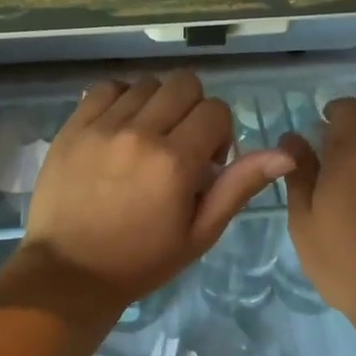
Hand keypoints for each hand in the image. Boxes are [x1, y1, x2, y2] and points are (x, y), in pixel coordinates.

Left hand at [20, 70, 294, 311]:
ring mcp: (102, 125)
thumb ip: (239, 186)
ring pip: (148, 83)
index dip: (219, 133)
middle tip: (179, 143)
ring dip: (157, 104)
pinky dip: (122, 98)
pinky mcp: (74, 125)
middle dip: (192, 109)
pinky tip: (120, 126)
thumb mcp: (199, 233)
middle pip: (184, 84)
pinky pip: (108, 87)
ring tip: (146, 137)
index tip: (204, 161)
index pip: (215, 110)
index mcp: (175, 161)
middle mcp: (140, 133)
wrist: (69, 273)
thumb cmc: (141, 260)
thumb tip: (286, 154)